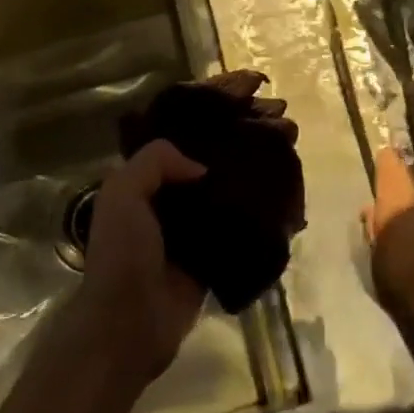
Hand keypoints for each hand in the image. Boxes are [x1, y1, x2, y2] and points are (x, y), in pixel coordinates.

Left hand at [81, 72, 296, 380]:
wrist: (127, 325)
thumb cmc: (123, 253)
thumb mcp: (123, 193)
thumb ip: (157, 161)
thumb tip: (202, 166)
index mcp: (147, 173)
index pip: (186, 124)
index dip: (218, 100)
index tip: (251, 86)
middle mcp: (172, 191)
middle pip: (216, 148)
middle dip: (248, 127)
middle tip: (282, 118)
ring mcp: (195, 222)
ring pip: (233, 181)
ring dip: (261, 162)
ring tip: (290, 146)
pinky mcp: (213, 251)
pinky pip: (242, 221)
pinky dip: (264, 207)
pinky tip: (289, 194)